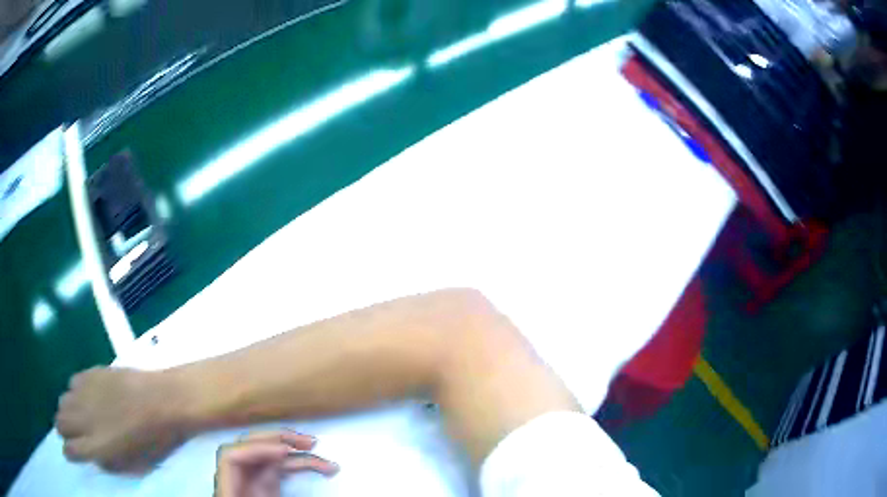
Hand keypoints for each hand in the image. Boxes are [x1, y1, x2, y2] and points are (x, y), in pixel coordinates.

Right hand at [55, 367, 190, 471]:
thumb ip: (109, 462)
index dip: (68, 452)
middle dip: (63, 430)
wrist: (162, 400)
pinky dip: (75, 392)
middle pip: (61, 422)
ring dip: (67, 410)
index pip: (71, 449)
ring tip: (77, 415)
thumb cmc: (154, 440)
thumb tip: (93, 456)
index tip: (68, 453)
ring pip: (62, 401)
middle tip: (70, 434)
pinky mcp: (89, 373)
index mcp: (97, 446)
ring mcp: (84, 393)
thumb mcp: (134, 465)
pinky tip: (86, 395)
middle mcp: (84, 419)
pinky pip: (72, 382)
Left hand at [216, 430, 338, 496]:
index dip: (257, 450)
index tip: (285, 452)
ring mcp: (251, 482)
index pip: (232, 458)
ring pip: (267, 456)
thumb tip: (275, 477)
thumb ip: (267, 492)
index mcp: (229, 490)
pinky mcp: (264, 487)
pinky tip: (317, 467)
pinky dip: (297, 465)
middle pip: (249, 447)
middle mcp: (237, 480)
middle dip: (278, 439)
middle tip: (309, 442)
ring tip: (318, 449)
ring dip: (293, 450)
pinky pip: (279, 469)